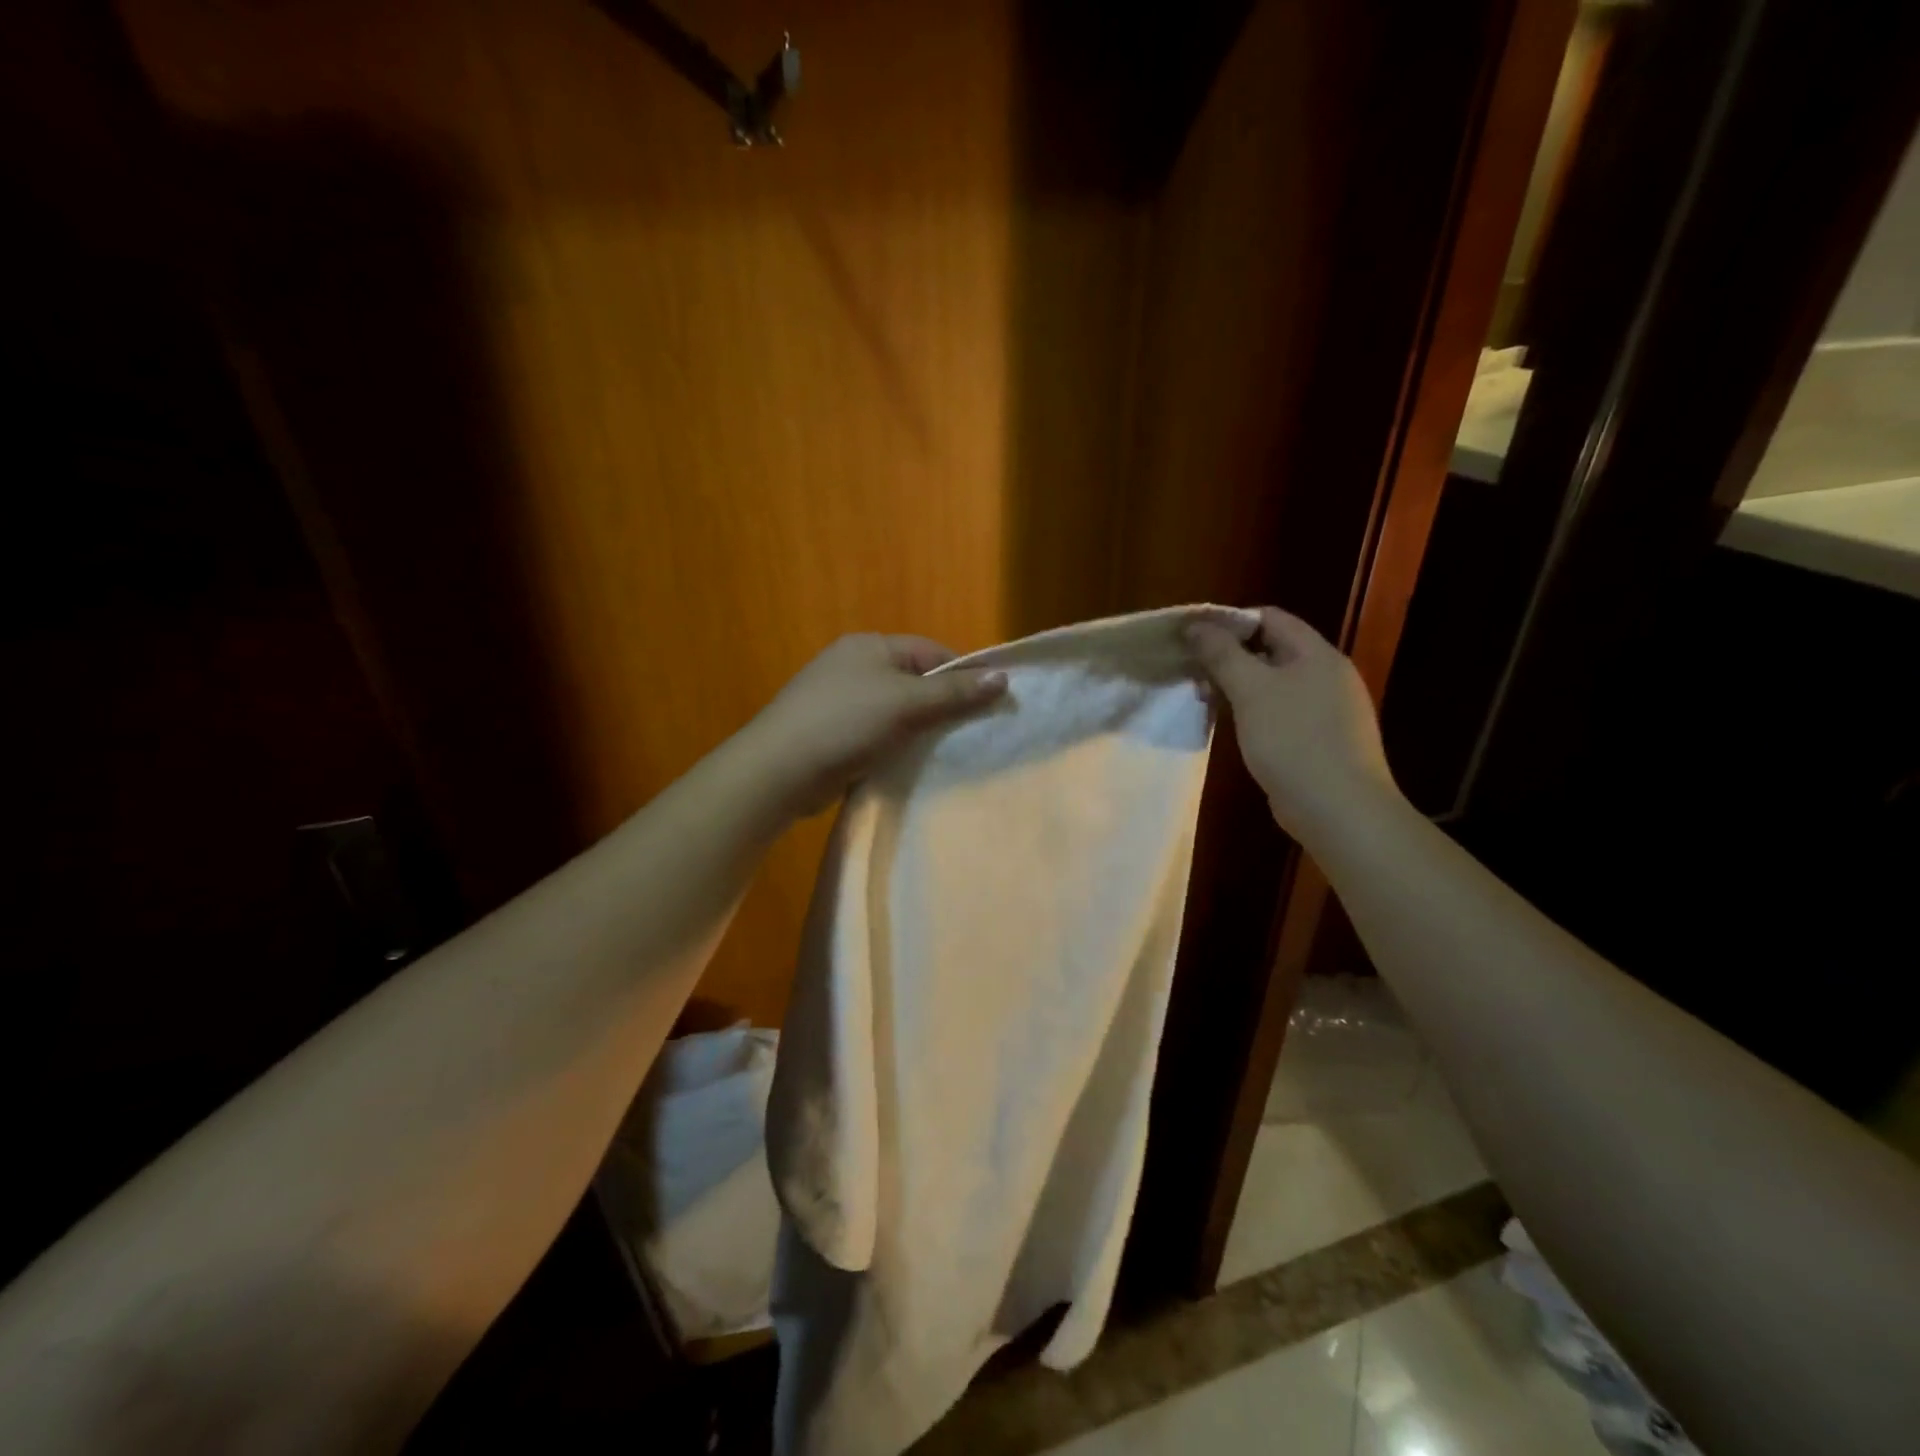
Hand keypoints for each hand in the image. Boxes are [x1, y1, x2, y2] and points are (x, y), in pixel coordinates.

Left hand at [743, 634, 1006, 817]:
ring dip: (919, 729)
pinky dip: (895, 745)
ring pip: (896, 710)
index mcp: (871, 647)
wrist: (779, 770)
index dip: (963, 676)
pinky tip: (909, 763)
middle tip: (972, 733)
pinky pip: (876, 732)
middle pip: (915, 681)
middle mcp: (854, 666)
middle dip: (943, 705)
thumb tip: (1004, 677)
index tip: (990, 705)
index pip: (932, 653)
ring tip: (946, 752)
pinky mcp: (832, 731)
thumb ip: (954, 693)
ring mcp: (839, 699)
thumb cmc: (846, 724)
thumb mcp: (907, 704)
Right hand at [1186, 607, 1396, 840]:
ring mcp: (1329, 710)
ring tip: (1207, 702)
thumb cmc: (1293, 740)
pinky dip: (1256, 713)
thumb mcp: (1251, 690)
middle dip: (1230, 658)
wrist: (1340, 809)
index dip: (1230, 622)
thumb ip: (1222, 654)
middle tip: (1194, 675)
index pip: (1270, 618)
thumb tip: (1195, 625)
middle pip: (1272, 650)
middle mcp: (1328, 675)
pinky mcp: (1322, 740)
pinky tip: (1236, 730)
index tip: (1194, 639)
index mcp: (1317, 654)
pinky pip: (1284, 713)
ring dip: (1240, 687)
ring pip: (1276, 684)